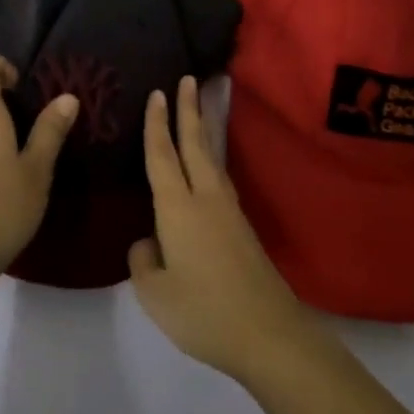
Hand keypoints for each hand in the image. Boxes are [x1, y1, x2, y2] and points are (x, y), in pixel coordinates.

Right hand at [129, 76, 321, 381]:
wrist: (269, 334)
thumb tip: (149, 241)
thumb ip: (143, 260)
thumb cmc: (204, 312)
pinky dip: (210, 158)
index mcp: (178, 208)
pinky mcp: (242, 227)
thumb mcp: (155, 293)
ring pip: (211, 158)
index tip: (157, 92)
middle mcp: (205, 198)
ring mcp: (229, 211)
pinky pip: (220, 178)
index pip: (162, 155)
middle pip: (195, 144)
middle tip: (188, 78)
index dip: (157, 124)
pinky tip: (208, 166)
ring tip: (199, 110)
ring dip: (203, 129)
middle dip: (189, 109)